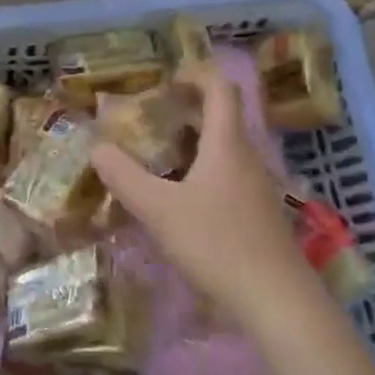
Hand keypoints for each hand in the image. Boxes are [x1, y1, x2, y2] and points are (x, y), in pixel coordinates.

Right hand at [92, 62, 320, 331]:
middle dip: (187, 112)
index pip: (221, 88)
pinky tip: (183, 202)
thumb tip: (97, 148)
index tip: (167, 83)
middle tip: (152, 123)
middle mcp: (247, 157)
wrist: (277, 299)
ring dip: (195, 144)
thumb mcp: (159, 210)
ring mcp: (258, 186)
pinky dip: (205, 172)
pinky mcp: (261, 213)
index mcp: (227, 144)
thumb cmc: (217, 243)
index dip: (196, 75)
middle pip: (222, 117)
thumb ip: (125, 177)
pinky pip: (230, 176)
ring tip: (160, 160)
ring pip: (225, 149)